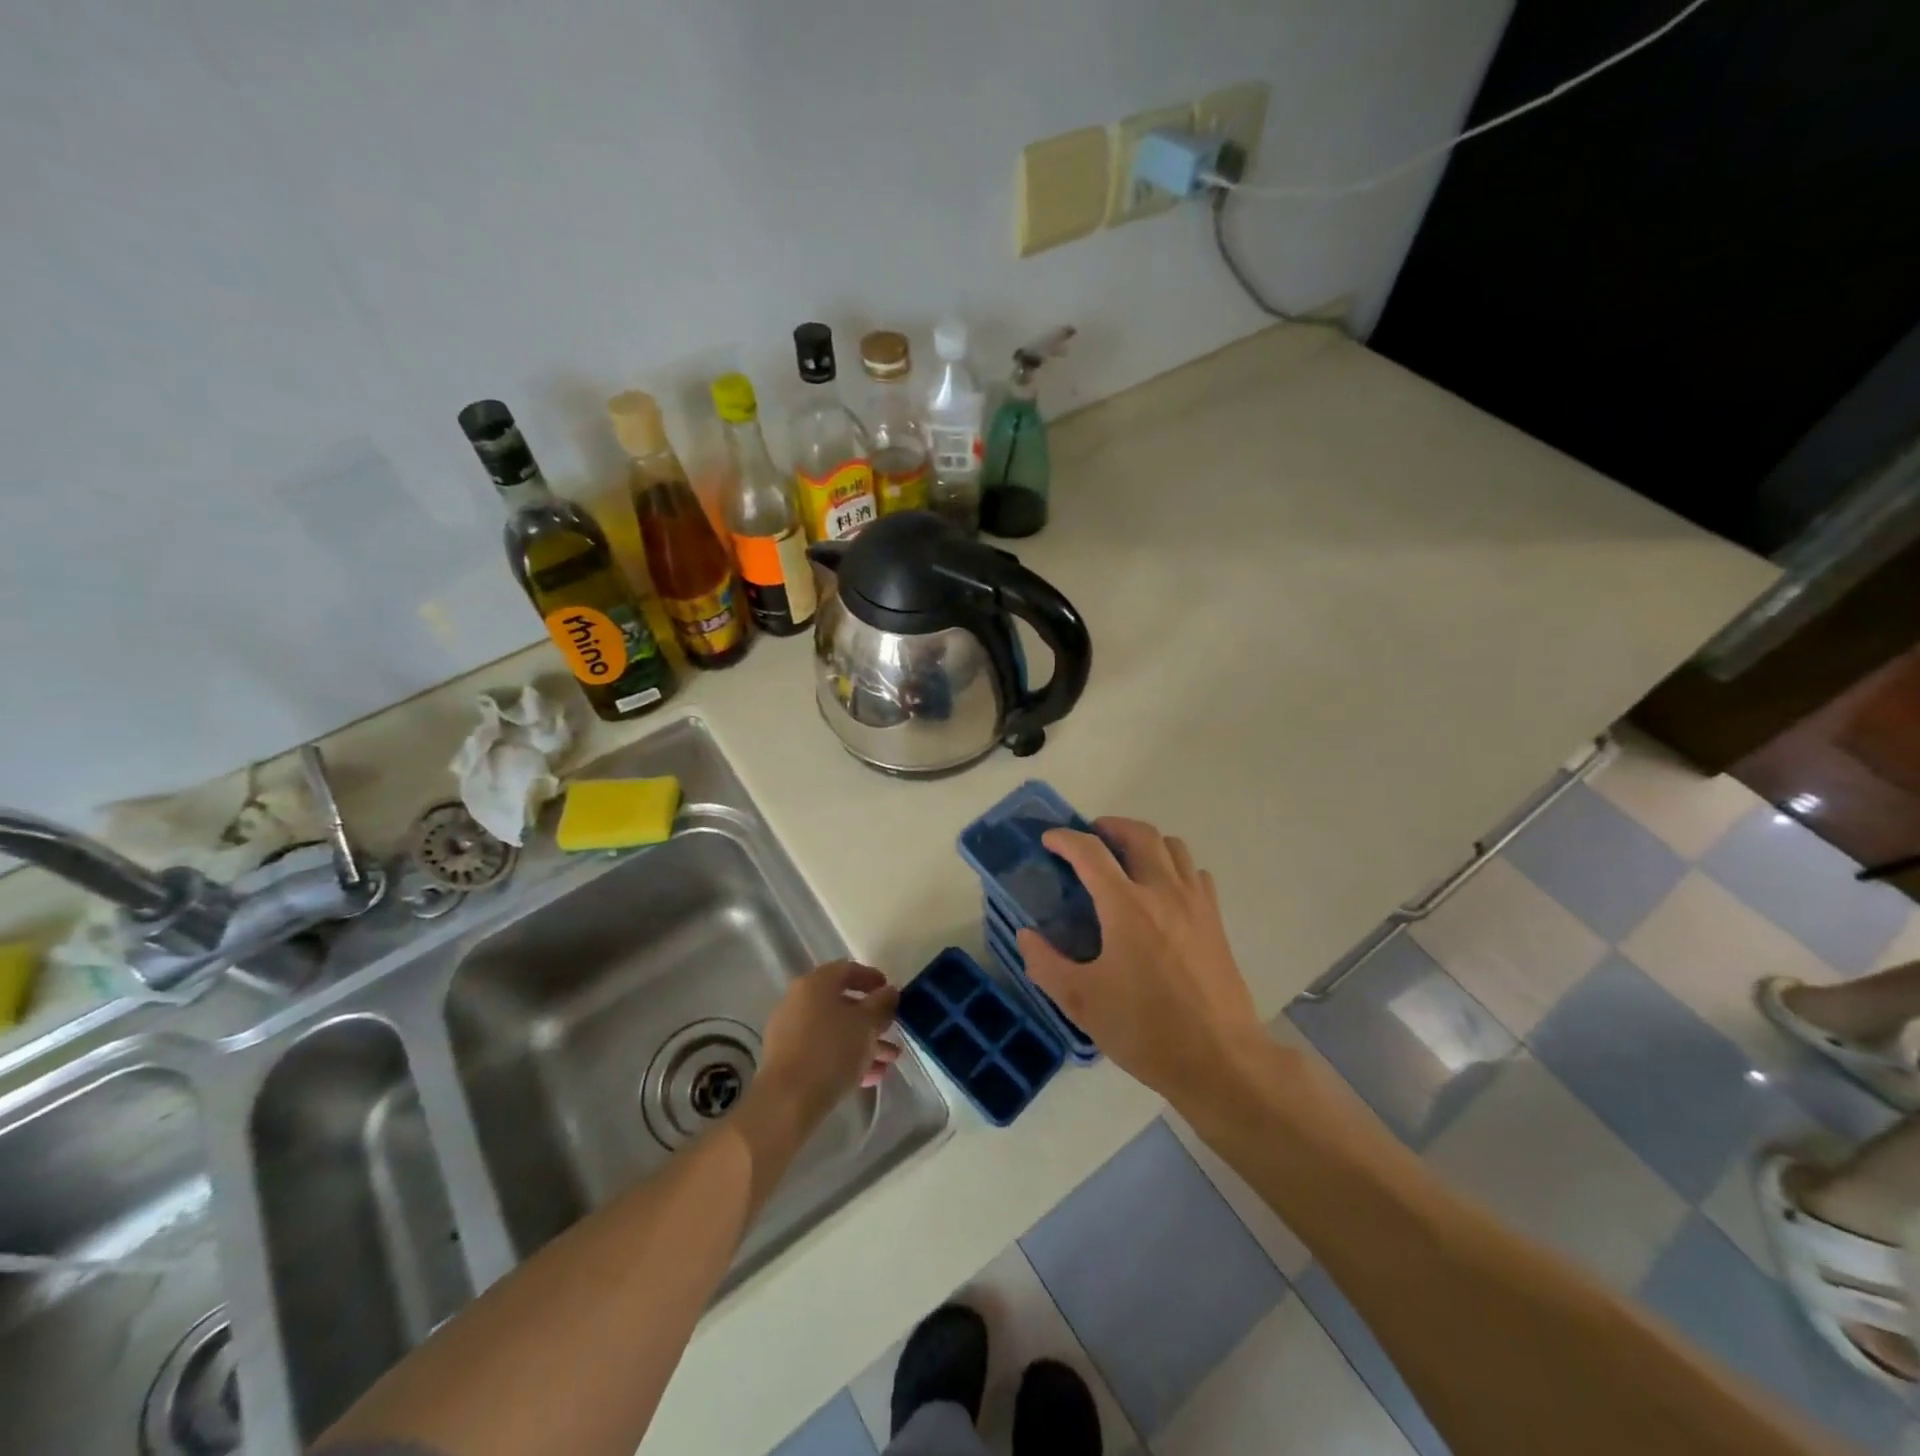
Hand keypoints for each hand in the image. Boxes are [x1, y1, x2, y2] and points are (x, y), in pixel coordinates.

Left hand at [752, 961, 901, 1134]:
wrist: (787, 1101)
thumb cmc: (831, 1051)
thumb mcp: (866, 1023)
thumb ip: (881, 1003)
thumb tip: (889, 991)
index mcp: (815, 984)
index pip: (847, 969)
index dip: (872, 978)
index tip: (891, 992)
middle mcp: (798, 1001)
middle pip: (841, 1002)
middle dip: (871, 1018)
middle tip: (891, 1029)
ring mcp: (790, 1031)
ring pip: (834, 1030)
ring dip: (863, 1041)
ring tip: (889, 1060)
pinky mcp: (787, 1060)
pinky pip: (823, 1051)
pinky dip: (846, 1057)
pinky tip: (870, 1076)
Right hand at [1018, 818, 1260, 1099]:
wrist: (1220, 1060)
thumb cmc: (1145, 1029)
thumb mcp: (1081, 1002)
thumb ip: (1045, 963)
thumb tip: (1027, 935)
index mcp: (1126, 906)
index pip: (1091, 852)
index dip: (1066, 839)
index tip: (1050, 839)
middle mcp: (1163, 892)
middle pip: (1140, 834)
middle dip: (1110, 826)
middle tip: (1090, 838)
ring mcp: (1195, 904)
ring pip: (1174, 846)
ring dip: (1145, 842)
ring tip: (1126, 858)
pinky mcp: (1215, 921)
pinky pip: (1196, 873)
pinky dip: (1175, 867)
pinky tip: (1163, 891)